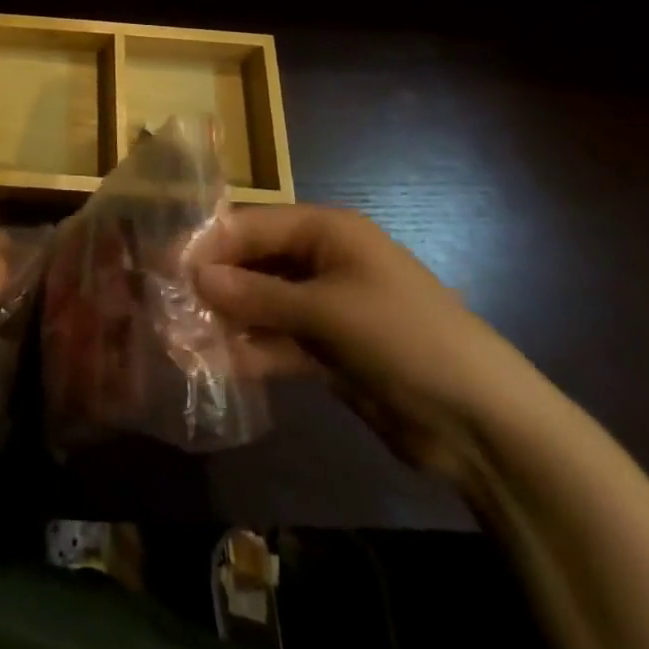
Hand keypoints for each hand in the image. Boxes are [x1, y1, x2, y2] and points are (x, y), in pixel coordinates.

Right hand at [195, 205, 545, 481]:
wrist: (482, 424)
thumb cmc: (403, 338)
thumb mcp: (327, 311)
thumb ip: (257, 296)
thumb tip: (194, 277)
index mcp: (327, 231)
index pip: (254, 225)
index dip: (210, 243)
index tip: (166, 263)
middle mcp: (323, 261)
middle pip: (255, 263)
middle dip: (215, 282)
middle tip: (167, 303)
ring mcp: (326, 307)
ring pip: (263, 304)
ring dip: (228, 319)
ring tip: (181, 337)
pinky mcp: (329, 351)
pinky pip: (279, 342)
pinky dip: (252, 351)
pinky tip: (216, 364)